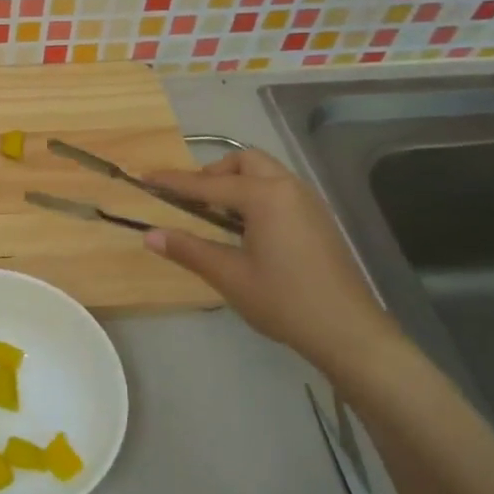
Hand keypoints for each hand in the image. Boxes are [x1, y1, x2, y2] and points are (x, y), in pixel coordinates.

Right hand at [142, 149, 400, 373]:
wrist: (348, 331)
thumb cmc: (283, 300)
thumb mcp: (229, 275)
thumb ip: (189, 250)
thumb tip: (150, 235)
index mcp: (265, 196)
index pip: (208, 184)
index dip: (174, 182)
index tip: (146, 177)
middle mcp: (289, 188)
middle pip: (245, 161)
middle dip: (213, 173)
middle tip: (191, 199)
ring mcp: (308, 203)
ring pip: (266, 173)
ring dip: (236, 182)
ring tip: (216, 214)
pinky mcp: (318, 220)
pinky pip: (280, 190)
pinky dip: (256, 195)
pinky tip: (246, 228)